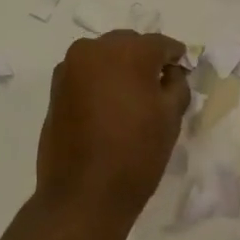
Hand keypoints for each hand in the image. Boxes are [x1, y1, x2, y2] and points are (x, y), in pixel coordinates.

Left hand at [34, 31, 189, 239]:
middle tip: (158, 85)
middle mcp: (95, 49)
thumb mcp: (171, 117)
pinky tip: (110, 105)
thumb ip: (177, 84)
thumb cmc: (136, 154)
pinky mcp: (56, 88)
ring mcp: (70, 67)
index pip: (160, 44)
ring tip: (132, 97)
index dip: (175, 57)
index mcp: (129, 51)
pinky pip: (86, 73)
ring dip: (120, 68)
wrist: (83, 195)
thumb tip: (170, 73)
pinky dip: (100, 80)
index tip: (182, 70)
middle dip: (145, 59)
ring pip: (105, 56)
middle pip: (129, 44)